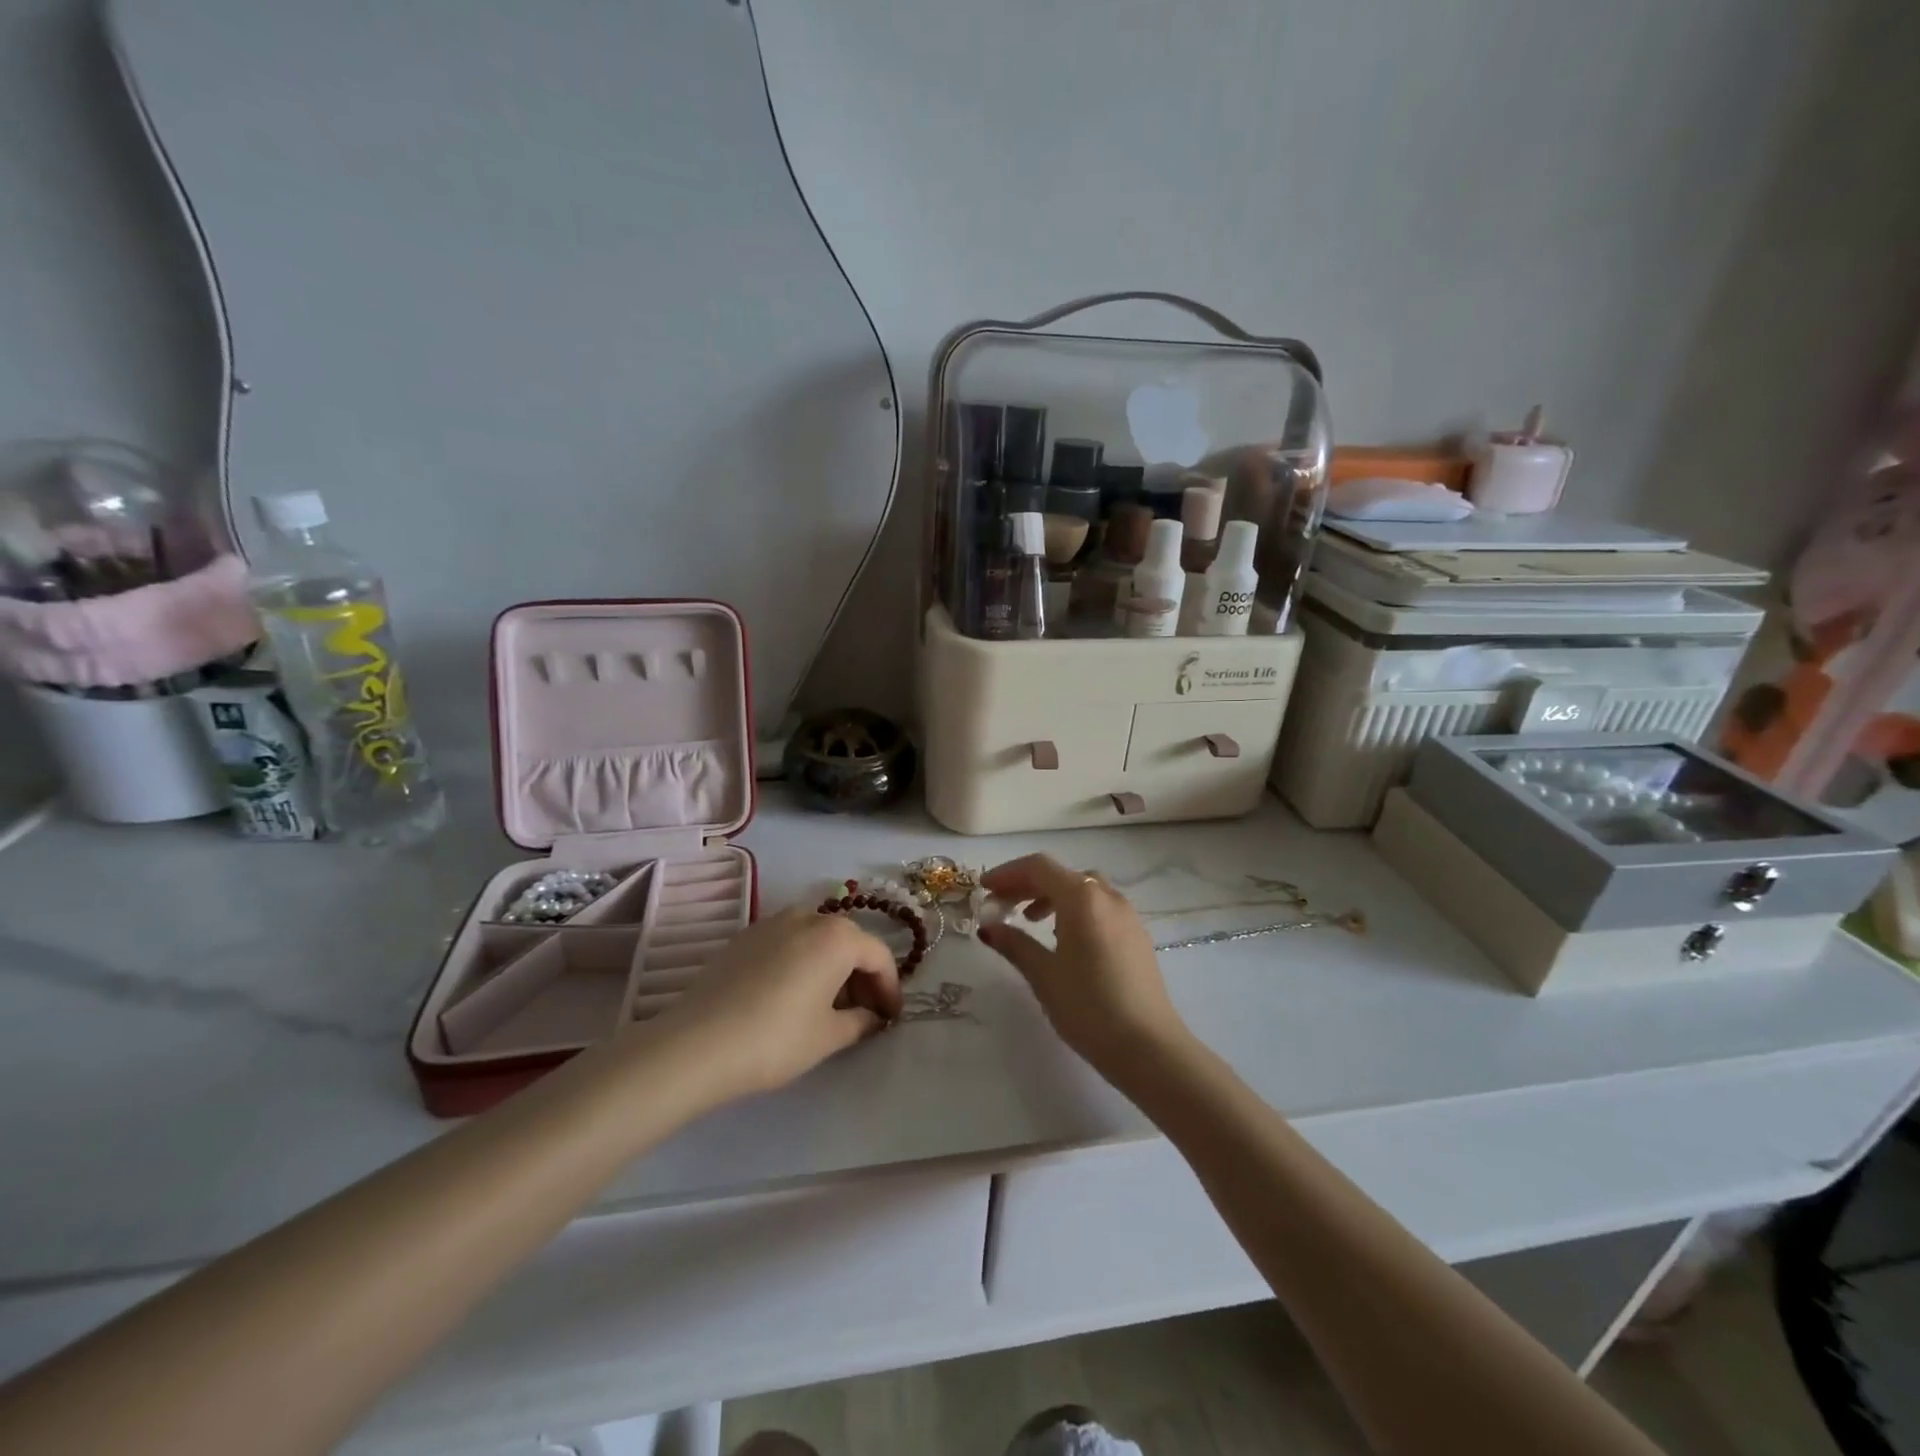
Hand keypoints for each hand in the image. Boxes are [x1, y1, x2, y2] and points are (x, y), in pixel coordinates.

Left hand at [650, 905, 902, 1102]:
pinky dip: (802, 962)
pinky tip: (792, 995)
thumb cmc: (776, 1039)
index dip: (890, 988)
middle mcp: (809, 916)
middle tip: (862, 1014)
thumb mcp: (829, 1037)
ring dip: (832, 967)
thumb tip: (872, 1017)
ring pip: (817, 940)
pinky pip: (789, 943)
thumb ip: (861, 1021)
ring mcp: (773, 922)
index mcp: (837, 936)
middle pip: (849, 942)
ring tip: (827, 1006)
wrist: (696, 1044)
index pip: (879, 956)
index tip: (890, 1018)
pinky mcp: (745, 936)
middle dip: (862, 976)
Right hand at [977, 854, 1188, 1073]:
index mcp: (1083, 898)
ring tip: (1030, 921)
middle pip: (1061, 875)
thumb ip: (1014, 944)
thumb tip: (988, 927)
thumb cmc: (1089, 1007)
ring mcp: (1127, 916)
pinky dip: (1075, 910)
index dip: (1007, 874)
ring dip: (1052, 896)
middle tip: (1000, 906)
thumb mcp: (1044, 975)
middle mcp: (1108, 897)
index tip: (984, 889)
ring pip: (1083, 890)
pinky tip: (1064, 940)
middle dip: (1027, 885)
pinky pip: (1100, 908)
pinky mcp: (1137, 936)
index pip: (1039, 867)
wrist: (1149, 1048)